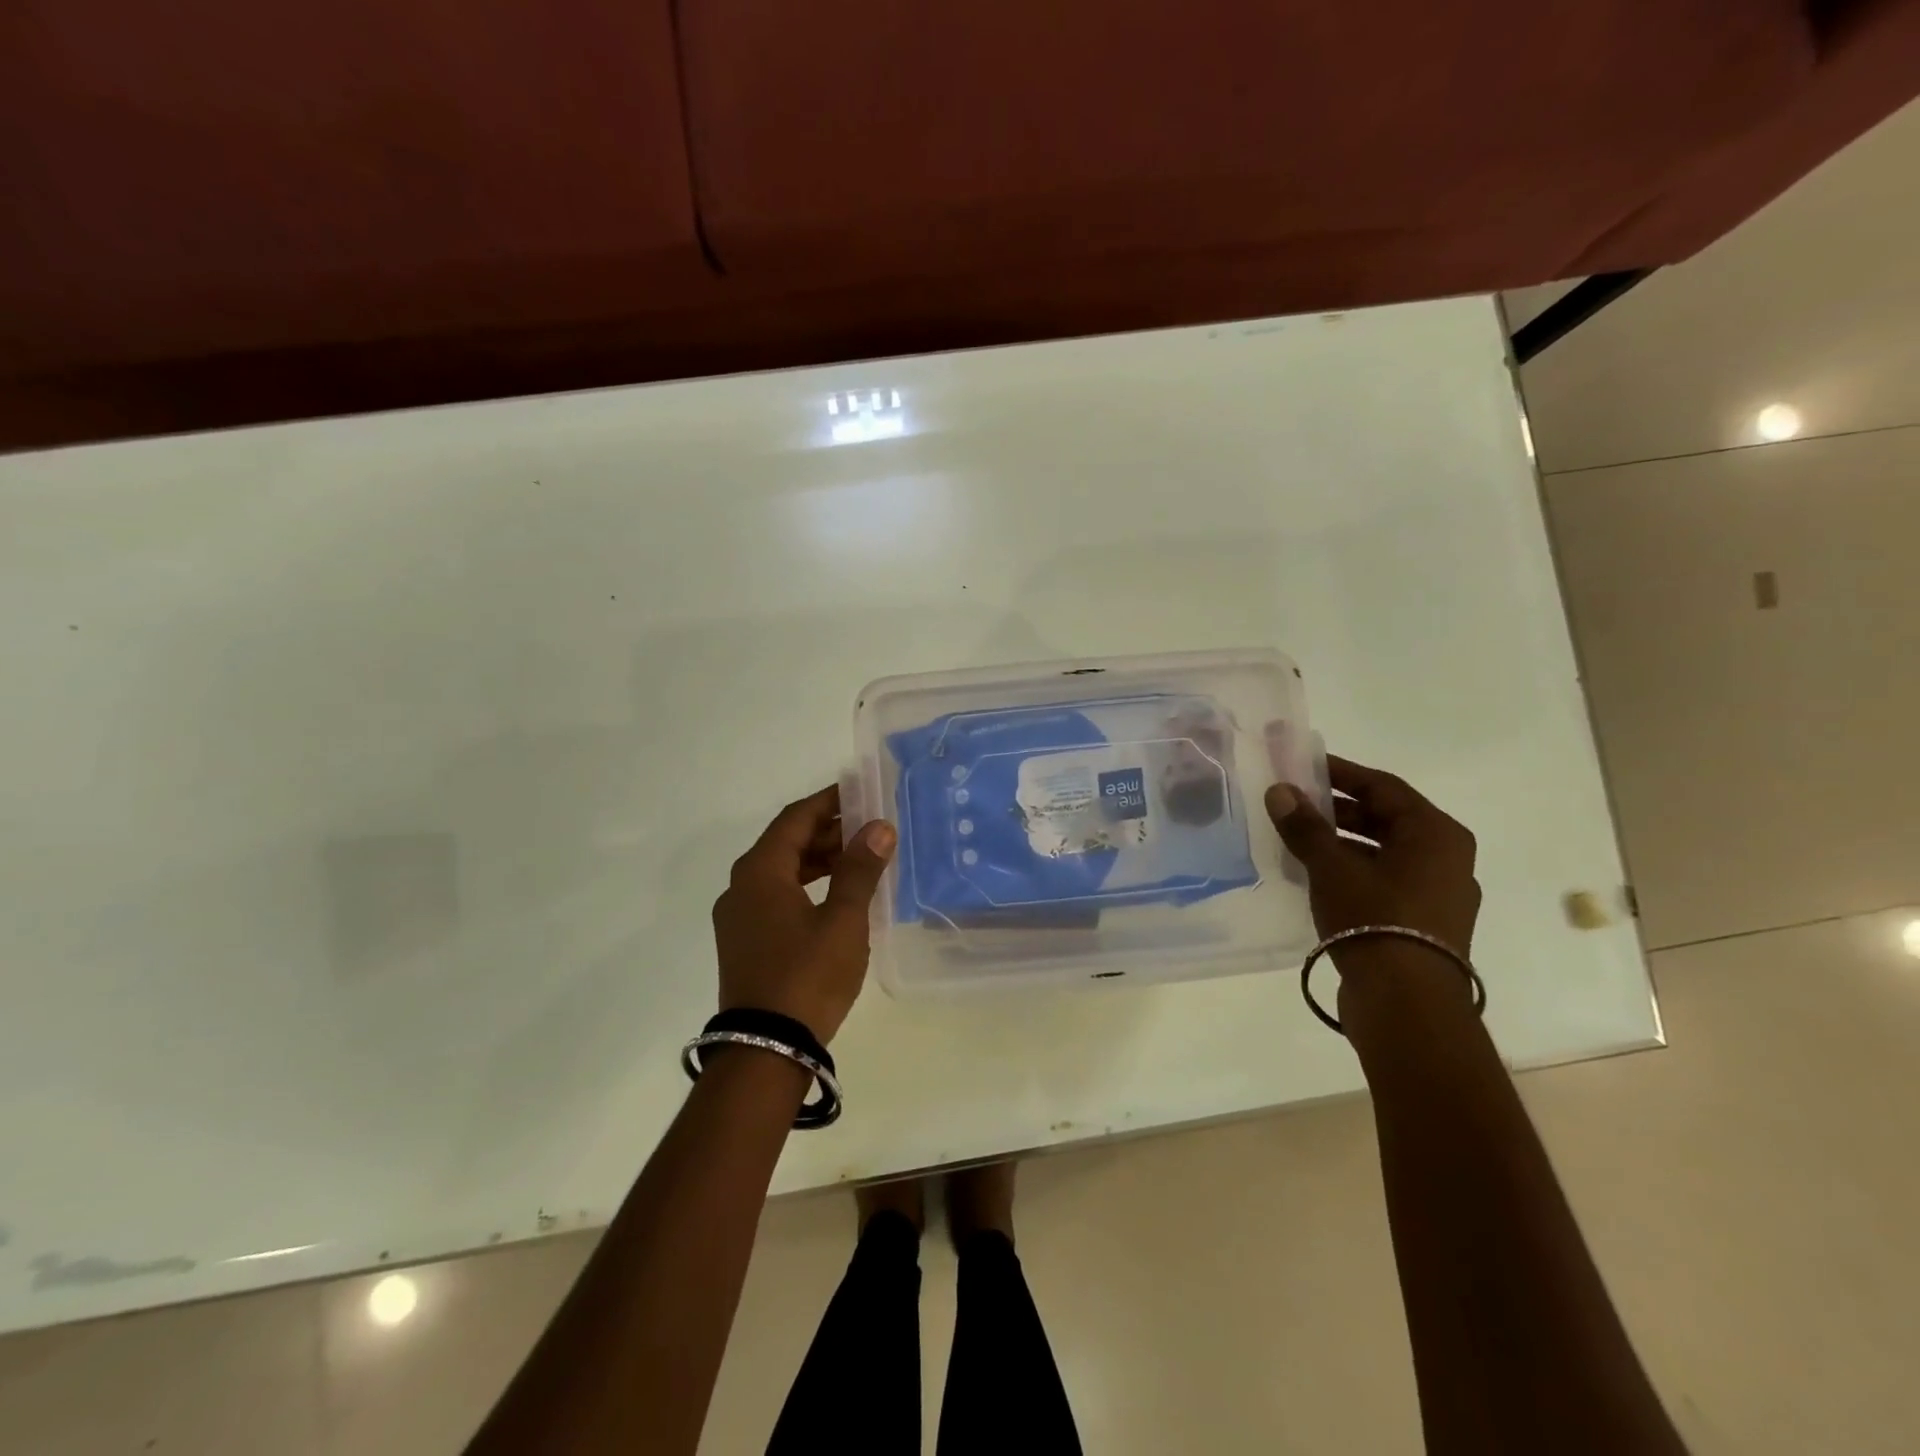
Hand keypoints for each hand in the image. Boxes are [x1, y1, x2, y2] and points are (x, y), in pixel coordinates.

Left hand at [712, 786, 896, 1044]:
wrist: (765, 1050)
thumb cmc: (807, 975)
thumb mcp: (843, 920)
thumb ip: (860, 869)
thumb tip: (879, 827)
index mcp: (760, 871)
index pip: (796, 818)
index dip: (829, 801)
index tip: (860, 791)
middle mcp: (742, 886)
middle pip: (787, 843)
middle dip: (828, 832)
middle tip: (870, 828)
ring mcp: (739, 917)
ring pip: (782, 872)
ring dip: (819, 860)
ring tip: (860, 860)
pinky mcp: (744, 942)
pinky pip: (777, 897)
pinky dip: (807, 887)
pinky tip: (836, 898)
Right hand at [1264, 755, 1480, 960]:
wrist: (1407, 1004)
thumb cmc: (1374, 919)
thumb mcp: (1331, 867)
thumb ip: (1305, 826)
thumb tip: (1280, 791)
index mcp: (1436, 833)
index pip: (1382, 786)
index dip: (1340, 773)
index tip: (1303, 768)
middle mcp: (1446, 858)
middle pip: (1386, 818)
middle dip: (1338, 809)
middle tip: (1295, 803)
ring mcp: (1439, 893)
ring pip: (1384, 851)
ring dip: (1342, 842)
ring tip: (1298, 840)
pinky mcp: (1424, 923)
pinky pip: (1385, 880)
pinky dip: (1353, 870)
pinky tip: (1317, 877)